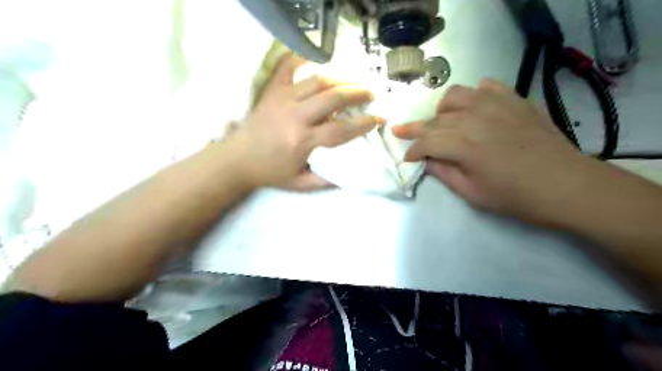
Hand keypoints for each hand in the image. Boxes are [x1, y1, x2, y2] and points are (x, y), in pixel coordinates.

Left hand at [230, 52, 382, 188]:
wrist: (236, 160)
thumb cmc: (270, 173)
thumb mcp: (300, 184)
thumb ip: (326, 181)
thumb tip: (352, 175)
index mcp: (303, 141)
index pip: (341, 129)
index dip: (364, 124)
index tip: (379, 119)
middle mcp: (295, 116)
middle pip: (333, 97)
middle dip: (357, 94)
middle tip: (371, 94)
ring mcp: (283, 100)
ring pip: (317, 81)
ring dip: (340, 78)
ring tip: (353, 80)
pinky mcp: (272, 92)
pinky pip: (290, 68)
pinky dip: (304, 60)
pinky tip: (318, 60)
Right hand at [392, 79, 589, 221]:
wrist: (565, 184)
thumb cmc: (515, 196)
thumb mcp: (472, 193)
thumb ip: (444, 173)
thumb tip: (425, 160)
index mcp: (463, 145)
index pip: (425, 142)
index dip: (412, 151)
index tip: (407, 159)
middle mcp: (474, 118)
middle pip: (435, 119)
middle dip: (415, 129)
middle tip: (403, 133)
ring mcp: (496, 105)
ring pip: (455, 96)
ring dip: (442, 110)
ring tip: (443, 122)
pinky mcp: (514, 100)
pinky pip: (485, 87)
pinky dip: (474, 95)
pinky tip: (474, 107)